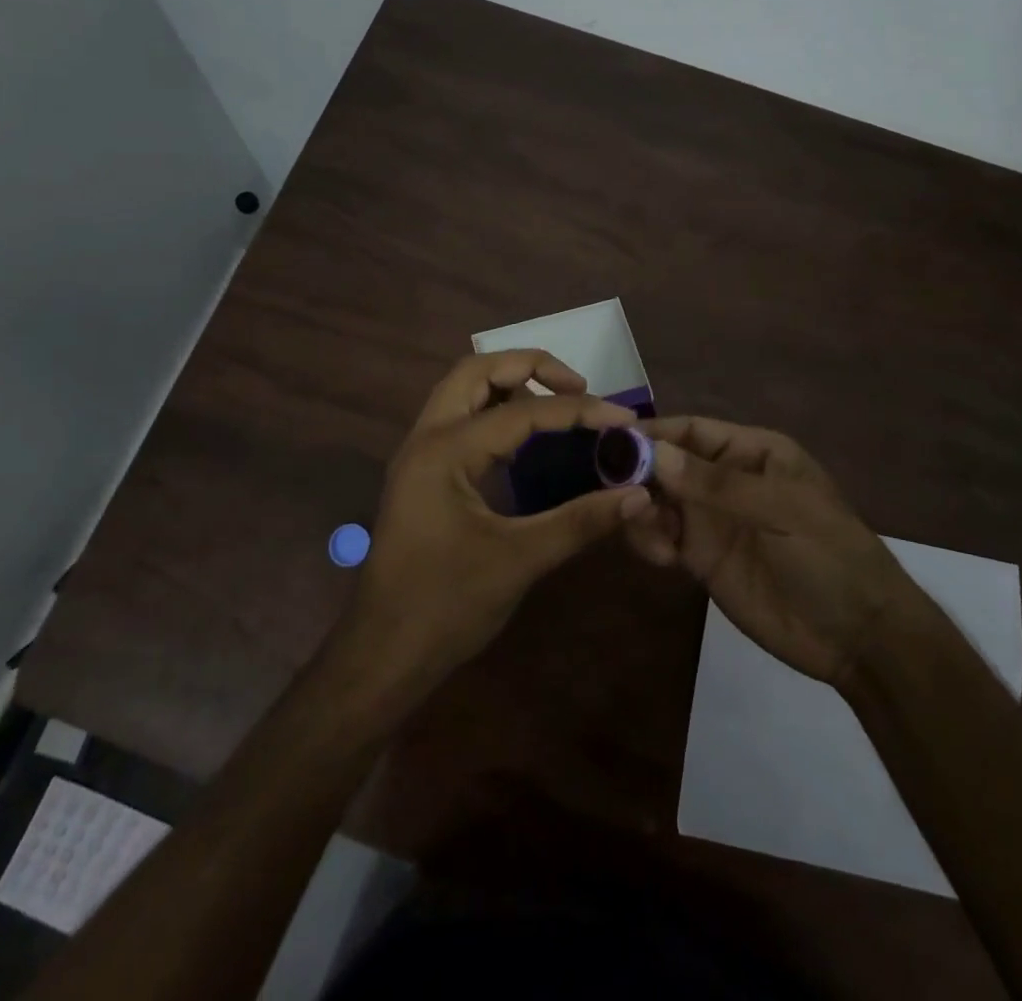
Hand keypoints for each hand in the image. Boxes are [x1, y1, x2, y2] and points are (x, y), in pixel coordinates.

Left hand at [345, 351, 648, 686]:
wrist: (382, 654)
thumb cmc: (446, 606)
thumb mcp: (519, 560)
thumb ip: (581, 521)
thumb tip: (638, 494)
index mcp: (445, 450)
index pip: (521, 410)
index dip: (577, 410)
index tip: (623, 417)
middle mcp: (426, 438)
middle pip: (476, 371)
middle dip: (530, 367)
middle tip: (578, 387)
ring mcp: (419, 455)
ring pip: (463, 392)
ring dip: (509, 384)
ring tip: (557, 404)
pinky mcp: (422, 475)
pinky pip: (460, 420)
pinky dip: (495, 413)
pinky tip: (527, 442)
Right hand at [626, 416, 913, 686]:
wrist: (858, 638)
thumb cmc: (830, 556)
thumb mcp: (781, 511)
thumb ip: (716, 485)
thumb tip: (655, 453)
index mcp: (753, 453)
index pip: (693, 431)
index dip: (654, 433)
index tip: (611, 442)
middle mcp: (726, 480)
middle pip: (667, 464)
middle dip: (638, 473)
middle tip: (612, 492)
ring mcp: (712, 520)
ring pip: (658, 501)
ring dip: (641, 509)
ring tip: (646, 532)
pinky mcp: (702, 559)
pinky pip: (662, 538)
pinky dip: (649, 540)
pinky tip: (660, 557)